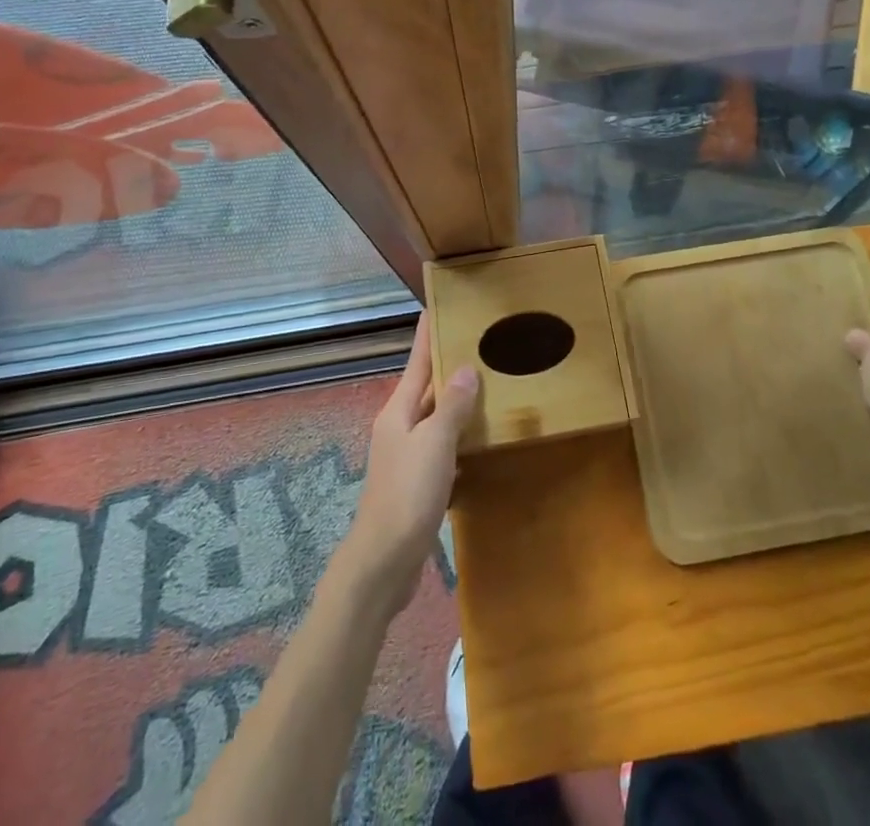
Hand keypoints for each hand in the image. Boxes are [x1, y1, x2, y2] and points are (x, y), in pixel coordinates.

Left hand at [342, 313, 478, 613]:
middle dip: (447, 365)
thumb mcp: (434, 443)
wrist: (383, 562)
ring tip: (487, 383)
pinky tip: (480, 439)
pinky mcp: (417, 484)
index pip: (416, 362)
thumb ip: (451, 406)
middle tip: (477, 342)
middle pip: (426, 388)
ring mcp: (407, 457)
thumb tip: (465, 369)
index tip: (435, 306)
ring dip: (457, 402)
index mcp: (398, 412)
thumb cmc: (407, 494)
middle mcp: (399, 428)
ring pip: (436, 419)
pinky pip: (443, 448)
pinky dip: (460, 438)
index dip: (426, 335)